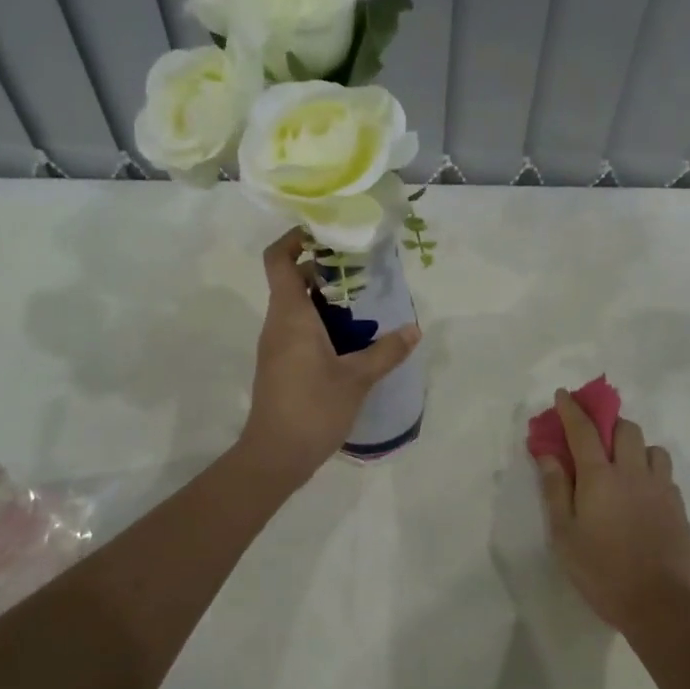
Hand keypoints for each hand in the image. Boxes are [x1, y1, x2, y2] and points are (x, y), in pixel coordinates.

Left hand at [240, 228, 421, 477]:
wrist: (275, 455)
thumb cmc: (313, 409)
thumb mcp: (357, 379)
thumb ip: (387, 352)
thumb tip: (414, 330)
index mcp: (290, 315)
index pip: (278, 259)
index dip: (295, 238)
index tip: (327, 233)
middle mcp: (278, 323)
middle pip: (292, 279)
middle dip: (324, 268)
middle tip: (362, 268)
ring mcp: (277, 345)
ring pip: (298, 306)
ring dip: (327, 297)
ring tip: (365, 300)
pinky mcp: (281, 363)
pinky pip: (299, 328)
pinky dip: (323, 321)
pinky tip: (353, 336)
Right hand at [536, 389, 689, 631]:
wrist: (659, 603)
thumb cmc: (601, 570)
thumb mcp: (564, 534)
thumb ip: (555, 489)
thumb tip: (548, 454)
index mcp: (600, 477)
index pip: (584, 430)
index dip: (572, 409)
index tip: (563, 395)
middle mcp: (633, 472)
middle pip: (626, 429)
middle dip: (609, 423)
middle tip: (595, 438)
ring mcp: (661, 488)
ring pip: (652, 447)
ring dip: (635, 447)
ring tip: (623, 466)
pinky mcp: (678, 506)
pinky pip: (665, 474)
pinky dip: (651, 472)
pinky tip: (642, 493)